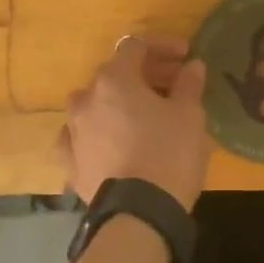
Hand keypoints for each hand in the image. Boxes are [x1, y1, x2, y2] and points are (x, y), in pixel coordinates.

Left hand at [63, 36, 210, 210]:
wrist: (138, 215)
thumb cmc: (168, 154)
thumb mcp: (189, 115)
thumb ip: (189, 84)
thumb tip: (192, 66)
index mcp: (114, 80)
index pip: (136, 46)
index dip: (163, 46)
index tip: (186, 56)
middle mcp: (86, 99)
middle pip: (115, 74)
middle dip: (146, 74)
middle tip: (174, 83)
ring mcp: (73, 132)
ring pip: (96, 104)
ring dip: (120, 102)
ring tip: (145, 114)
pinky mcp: (71, 163)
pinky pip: (84, 137)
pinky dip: (100, 133)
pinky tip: (114, 141)